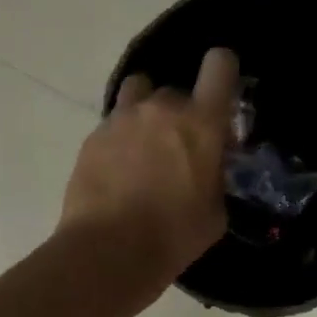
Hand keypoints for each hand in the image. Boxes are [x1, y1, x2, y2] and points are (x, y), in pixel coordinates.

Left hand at [60, 46, 238, 287]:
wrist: (108, 252)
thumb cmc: (174, 236)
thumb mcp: (216, 211)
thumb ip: (216, 176)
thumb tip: (210, 168)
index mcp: (201, 122)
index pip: (220, 64)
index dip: (223, 71)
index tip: (221, 94)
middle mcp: (161, 108)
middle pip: (177, 89)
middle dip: (182, 113)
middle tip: (181, 148)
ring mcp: (122, 118)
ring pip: (139, 94)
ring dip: (147, 112)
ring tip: (146, 147)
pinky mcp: (93, 136)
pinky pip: (114, 123)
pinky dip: (121, 138)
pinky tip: (120, 170)